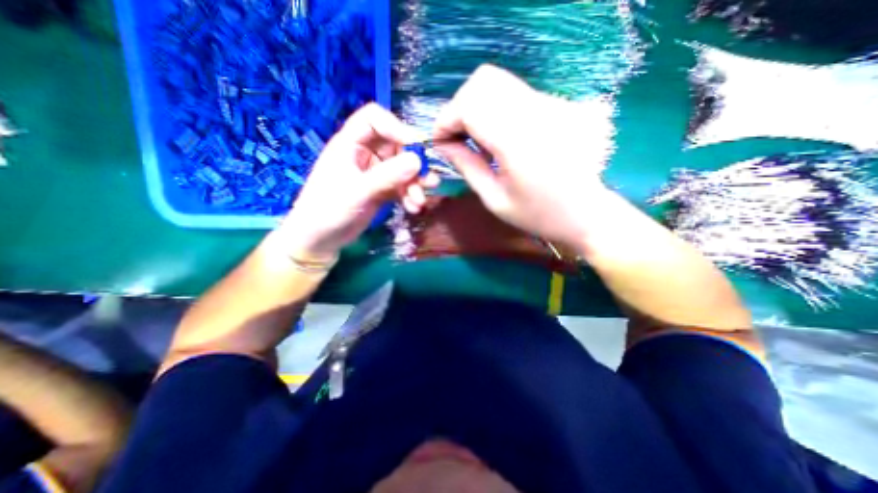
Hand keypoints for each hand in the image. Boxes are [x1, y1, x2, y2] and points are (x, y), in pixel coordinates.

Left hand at [276, 102, 434, 256]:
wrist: (321, 240)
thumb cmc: (328, 211)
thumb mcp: (357, 192)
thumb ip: (386, 176)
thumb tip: (418, 160)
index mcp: (350, 144)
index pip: (374, 119)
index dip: (396, 127)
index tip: (416, 146)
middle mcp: (365, 154)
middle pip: (396, 145)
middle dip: (414, 163)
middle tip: (426, 180)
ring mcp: (375, 173)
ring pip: (403, 168)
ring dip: (415, 183)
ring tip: (420, 201)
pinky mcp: (382, 190)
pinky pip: (402, 187)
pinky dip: (409, 196)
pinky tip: (413, 208)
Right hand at [434, 63, 612, 248]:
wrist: (585, 212)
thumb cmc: (537, 214)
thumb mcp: (494, 199)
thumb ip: (466, 166)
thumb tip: (442, 144)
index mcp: (518, 143)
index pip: (471, 105)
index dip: (446, 119)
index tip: (439, 141)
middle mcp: (536, 113)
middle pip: (483, 82)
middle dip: (459, 108)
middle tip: (456, 138)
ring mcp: (550, 104)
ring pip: (498, 82)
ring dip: (476, 106)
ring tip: (475, 138)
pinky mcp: (556, 104)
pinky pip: (514, 93)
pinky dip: (494, 108)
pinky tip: (497, 135)